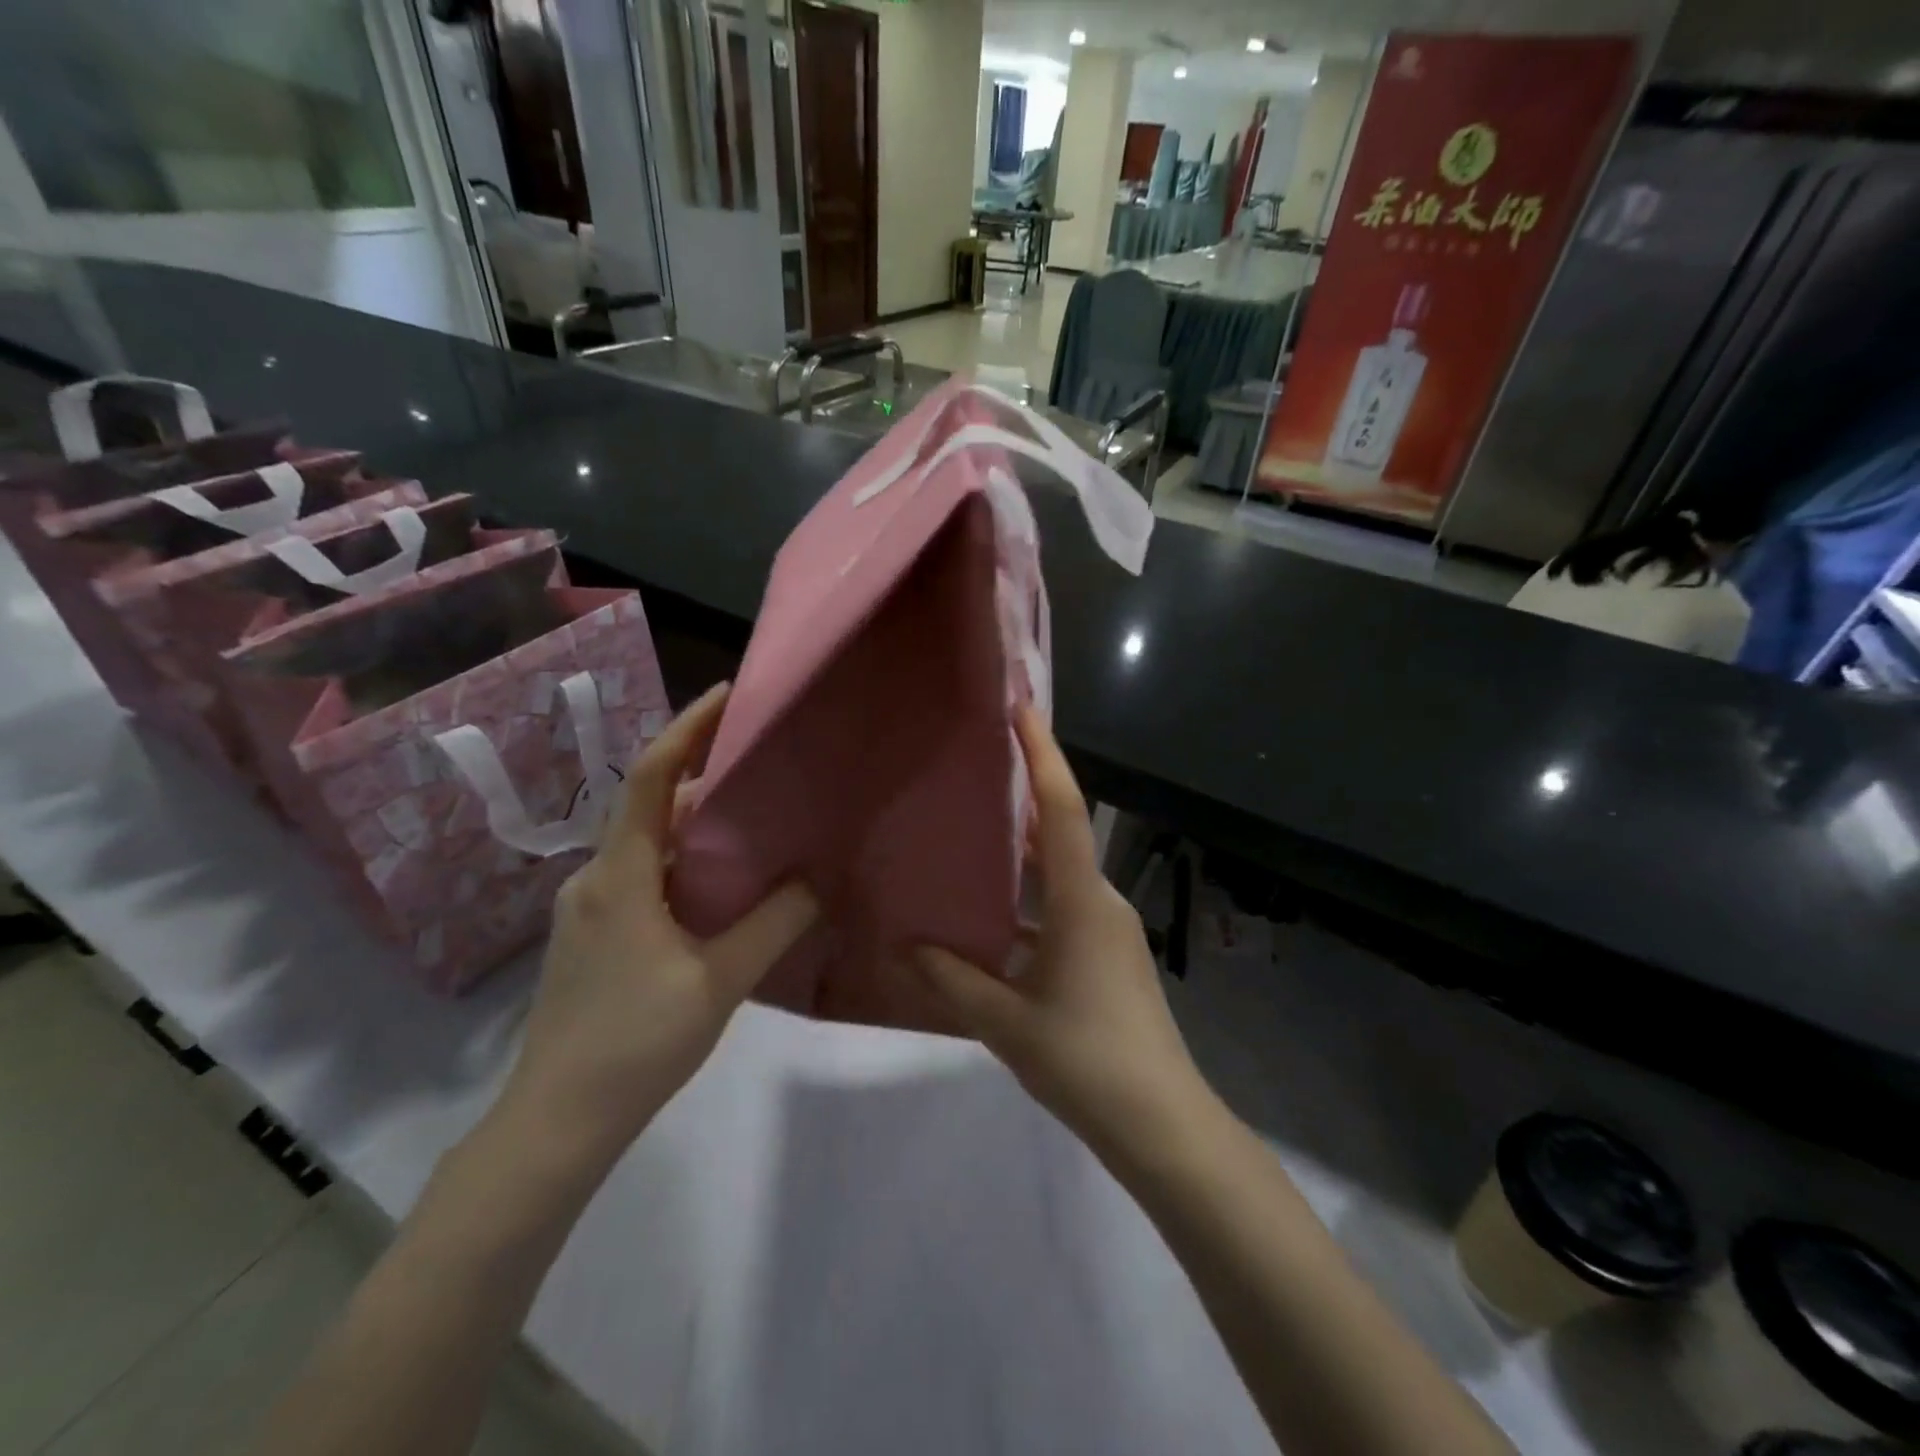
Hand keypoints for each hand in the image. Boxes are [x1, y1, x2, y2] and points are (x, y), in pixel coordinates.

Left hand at [504, 684, 817, 1162]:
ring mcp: (587, 910)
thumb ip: (773, 924)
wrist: (555, 1124)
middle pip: (651, 808)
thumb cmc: (635, 1043)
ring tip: (754, 825)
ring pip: (647, 846)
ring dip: (695, 828)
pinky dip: (682, 864)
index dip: (687, 730)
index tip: (726, 697)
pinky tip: (719, 889)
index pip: (651, 778)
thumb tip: (816, 879)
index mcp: (620, 874)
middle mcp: (595, 878)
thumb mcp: (719, 981)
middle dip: (705, 780)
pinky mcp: (591, 938)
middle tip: (764, 769)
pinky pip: (641, 877)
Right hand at [914, 707, 1210, 1156]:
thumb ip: (954, 980)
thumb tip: (906, 950)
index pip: (1059, 810)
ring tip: (970, 833)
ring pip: (1058, 874)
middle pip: (1058, 833)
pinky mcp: (1107, 956)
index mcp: (1081, 902)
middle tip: (977, 766)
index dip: (1042, 755)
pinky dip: (1028, 900)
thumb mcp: (1007, 1022)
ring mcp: (1107, 930)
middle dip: (1023, 795)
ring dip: (1021, 853)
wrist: (1161, 1123)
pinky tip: (989, 917)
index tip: (1021, 709)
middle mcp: (1099, 902)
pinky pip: (1061, 908)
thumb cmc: (1085, 1059)